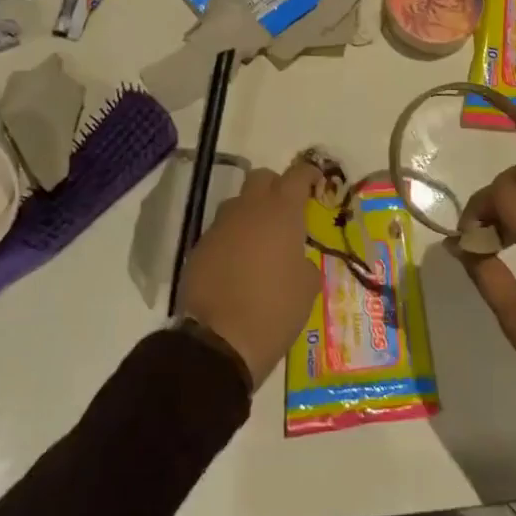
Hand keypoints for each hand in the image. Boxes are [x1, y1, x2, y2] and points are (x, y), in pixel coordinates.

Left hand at [176, 161, 322, 387]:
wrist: (218, 341)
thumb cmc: (274, 310)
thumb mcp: (307, 287)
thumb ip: (304, 261)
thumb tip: (295, 258)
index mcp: (282, 213)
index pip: (297, 175)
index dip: (308, 174)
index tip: (316, 181)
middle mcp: (249, 210)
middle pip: (261, 178)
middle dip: (275, 186)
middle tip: (286, 210)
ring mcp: (220, 227)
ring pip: (238, 203)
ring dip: (250, 212)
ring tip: (260, 240)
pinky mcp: (199, 247)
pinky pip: (220, 231)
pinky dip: (232, 238)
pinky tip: (238, 263)